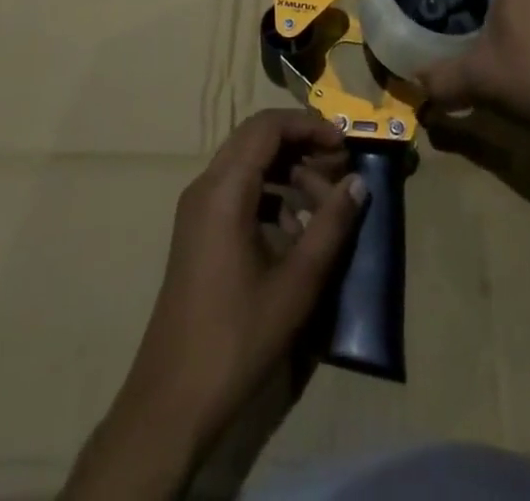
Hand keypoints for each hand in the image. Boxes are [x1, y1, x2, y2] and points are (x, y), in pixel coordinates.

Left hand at [107, 111, 366, 464]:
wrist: (171, 403)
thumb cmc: (236, 338)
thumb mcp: (296, 283)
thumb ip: (331, 225)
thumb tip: (358, 182)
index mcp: (224, 189)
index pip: (267, 126)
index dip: (309, 126)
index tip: (344, 146)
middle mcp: (206, 187)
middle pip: (258, 140)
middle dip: (302, 146)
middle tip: (340, 169)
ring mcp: (198, 210)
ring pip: (250, 166)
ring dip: (290, 174)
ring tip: (326, 206)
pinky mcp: (199, 233)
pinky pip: (239, 192)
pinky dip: (272, 197)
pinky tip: (298, 233)